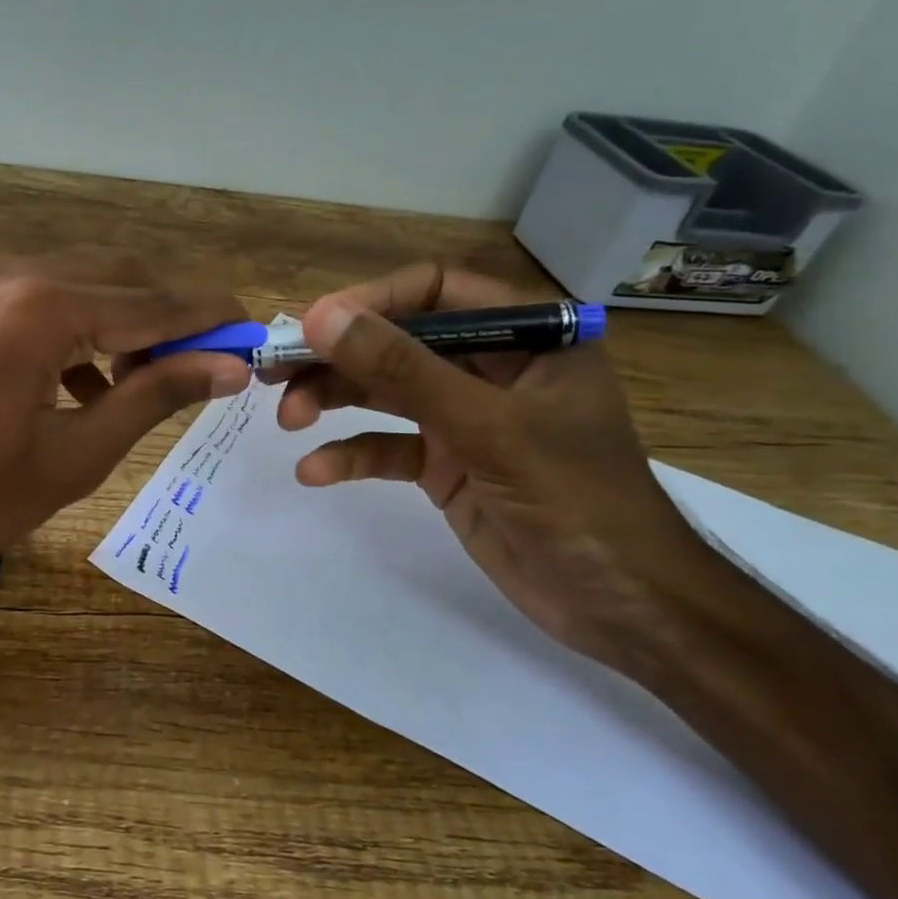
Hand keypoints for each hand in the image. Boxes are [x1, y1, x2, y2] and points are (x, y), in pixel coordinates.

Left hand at [0, 254, 249, 596]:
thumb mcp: (76, 456)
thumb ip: (156, 397)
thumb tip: (230, 367)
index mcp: (41, 310)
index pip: (153, 303)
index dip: (210, 319)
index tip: (256, 335)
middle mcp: (12, 272)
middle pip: (122, 278)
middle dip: (172, 320)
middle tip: (211, 367)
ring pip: (85, 282)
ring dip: (127, 324)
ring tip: (151, 385)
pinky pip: (45, 295)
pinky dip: (80, 328)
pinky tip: (91, 382)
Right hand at [278, 263, 724, 670]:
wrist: (622, 607)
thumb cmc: (575, 500)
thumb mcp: (485, 426)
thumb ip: (402, 369)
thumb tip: (321, 318)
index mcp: (526, 335)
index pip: (435, 291)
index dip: (370, 302)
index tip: (311, 325)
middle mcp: (492, 367)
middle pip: (398, 342)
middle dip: (338, 358)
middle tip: (275, 372)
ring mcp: (467, 418)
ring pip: (386, 393)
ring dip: (334, 402)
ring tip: (287, 419)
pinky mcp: (448, 464)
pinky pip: (389, 447)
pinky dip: (351, 456)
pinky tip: (315, 472)